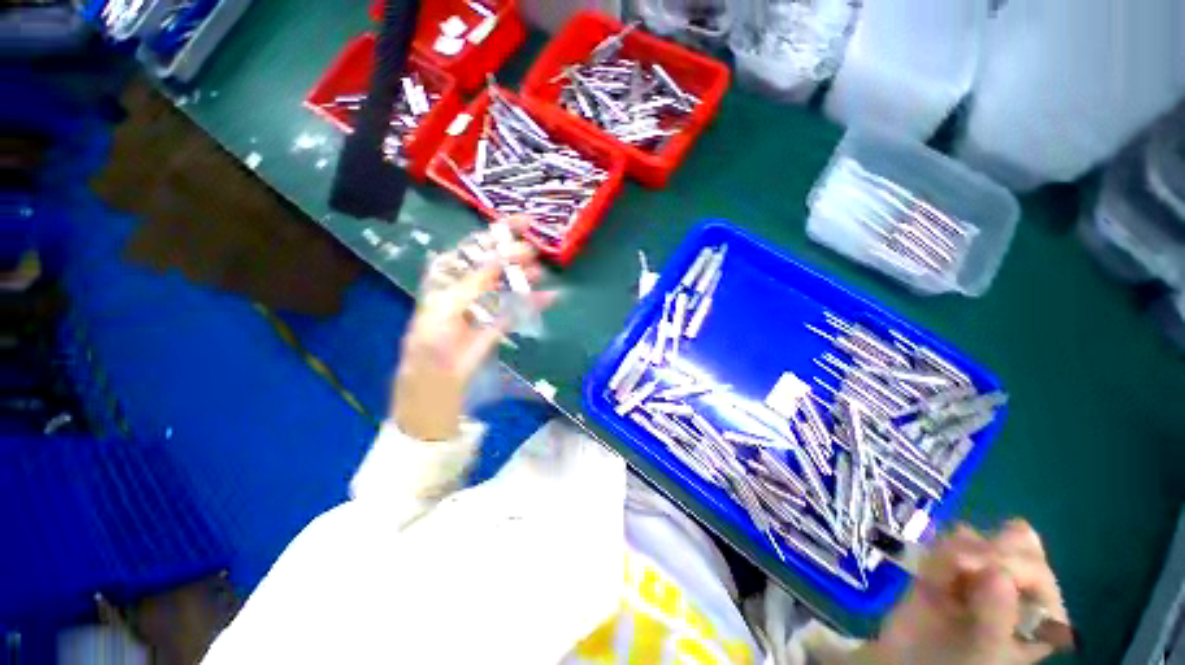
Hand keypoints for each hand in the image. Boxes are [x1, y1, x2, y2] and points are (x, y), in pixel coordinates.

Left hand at [392, 217, 551, 440]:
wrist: (432, 399)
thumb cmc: (429, 356)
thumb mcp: (444, 315)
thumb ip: (470, 287)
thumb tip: (495, 261)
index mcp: (443, 286)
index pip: (470, 251)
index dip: (494, 235)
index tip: (522, 224)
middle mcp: (461, 295)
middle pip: (489, 267)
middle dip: (512, 256)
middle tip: (535, 252)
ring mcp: (478, 312)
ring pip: (503, 288)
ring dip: (522, 279)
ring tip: (540, 273)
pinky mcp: (491, 330)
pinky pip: (513, 311)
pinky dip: (530, 304)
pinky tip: (548, 298)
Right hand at [859, 520, 1066, 664]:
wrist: (910, 664)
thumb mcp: (984, 651)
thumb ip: (996, 616)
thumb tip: (997, 570)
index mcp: (1042, 613)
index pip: (1037, 569)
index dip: (1009, 563)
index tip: (973, 566)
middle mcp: (1019, 589)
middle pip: (1015, 543)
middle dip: (984, 549)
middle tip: (959, 565)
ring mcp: (984, 576)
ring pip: (978, 537)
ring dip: (955, 551)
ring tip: (941, 579)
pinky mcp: (950, 567)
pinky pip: (946, 542)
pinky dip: (935, 554)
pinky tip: (928, 577)